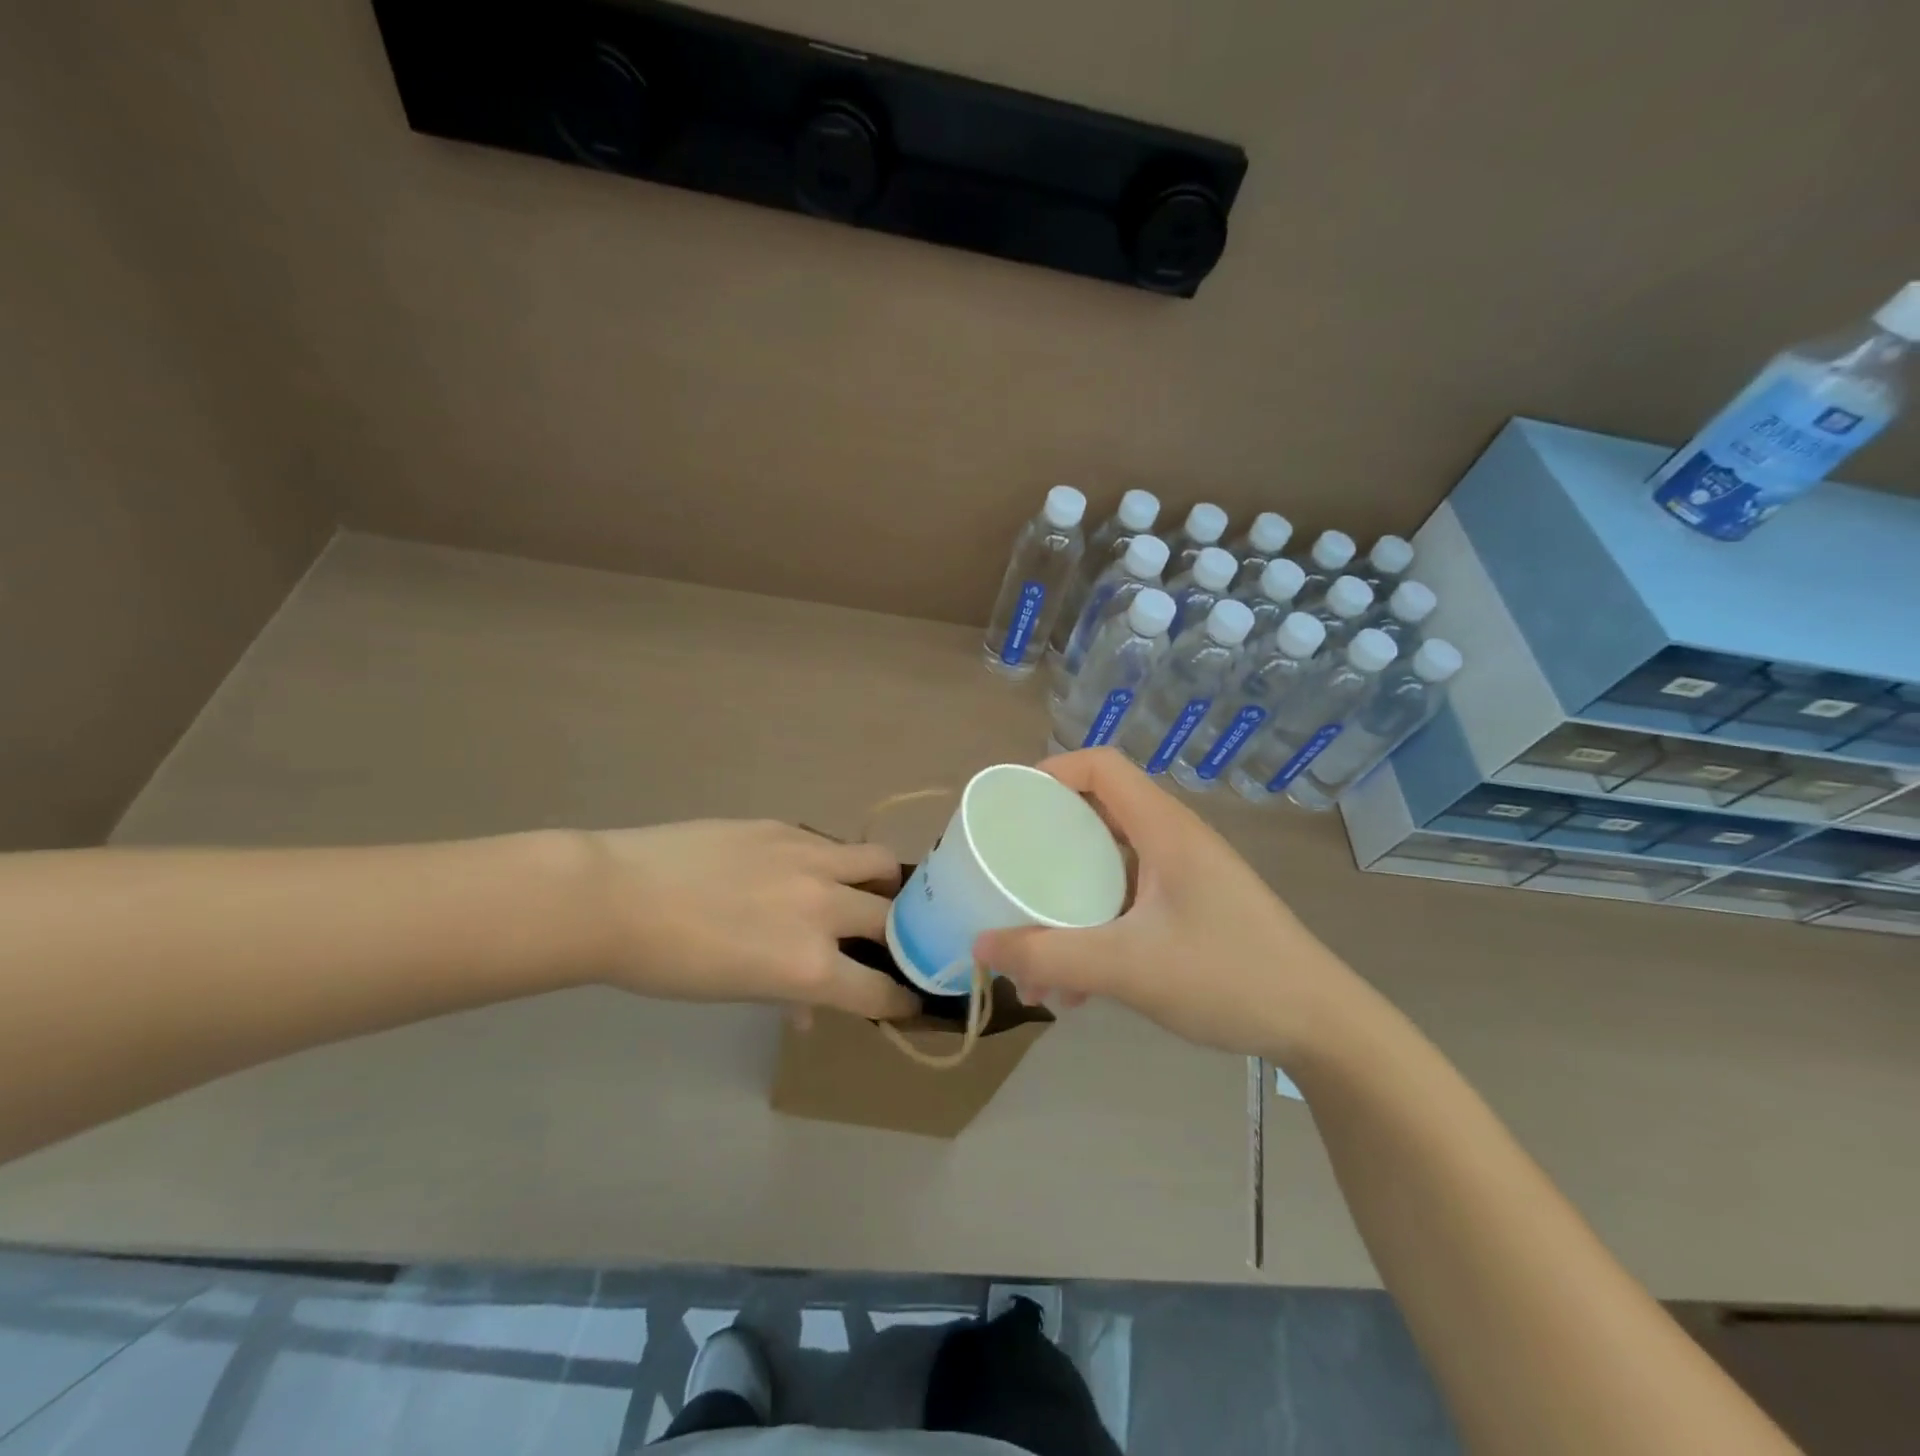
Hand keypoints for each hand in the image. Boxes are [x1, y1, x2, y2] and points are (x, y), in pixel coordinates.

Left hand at [586, 820, 919, 1020]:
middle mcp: (824, 909)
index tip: (909, 1000)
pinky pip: (833, 845)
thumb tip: (809, 1005)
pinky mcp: (788, 828)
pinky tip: (807, 871)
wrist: (617, 897)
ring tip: (866, 892)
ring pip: (879, 863)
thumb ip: (789, 994)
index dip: (900, 1001)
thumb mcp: (737, 993)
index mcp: (810, 965)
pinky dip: (836, 864)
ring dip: (883, 884)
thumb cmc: (669, 964)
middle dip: (900, 938)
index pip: (880, 990)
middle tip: (887, 943)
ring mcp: (810, 859)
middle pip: (894, 922)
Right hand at [973, 749, 1365, 1059]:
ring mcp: (1184, 877)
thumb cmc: (1228, 976)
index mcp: (1163, 829)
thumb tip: (980, 947)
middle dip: (1046, 847)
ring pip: (1109, 868)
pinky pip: (1127, 902)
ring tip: (1036, 960)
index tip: (1010, 808)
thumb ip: (1050, 956)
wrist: (1320, 1026)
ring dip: (1068, 903)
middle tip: (1009, 876)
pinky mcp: (1191, 910)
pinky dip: (1095, 930)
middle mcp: (1173, 841)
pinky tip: (1079, 987)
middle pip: (1096, 816)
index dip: (1051, 772)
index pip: (1101, 767)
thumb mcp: (1128, 967)